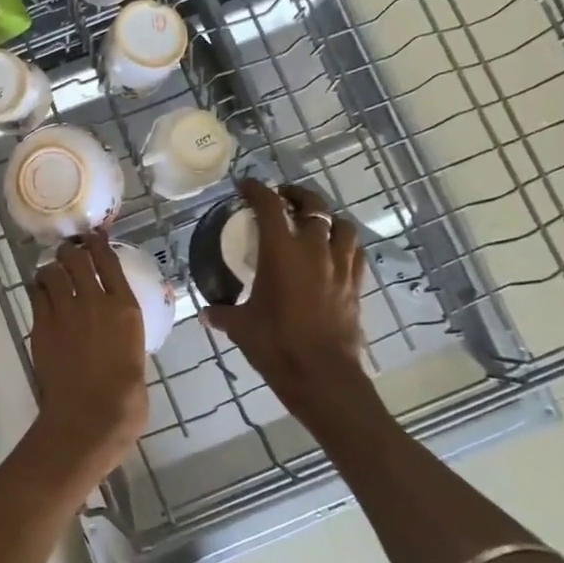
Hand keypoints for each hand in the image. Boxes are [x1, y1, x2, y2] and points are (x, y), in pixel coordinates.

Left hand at [26, 232, 148, 484]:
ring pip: (53, 272)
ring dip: (52, 269)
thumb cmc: (125, 397)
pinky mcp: (41, 326)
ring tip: (52, 273)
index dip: (97, 244)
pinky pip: (37, 295)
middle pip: (76, 259)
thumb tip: (114, 325)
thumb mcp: (135, 353)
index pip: (108, 260)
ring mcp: (65, 312)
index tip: (92, 237)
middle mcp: (94, 300)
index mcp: (124, 307)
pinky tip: (41, 294)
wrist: (90, 417)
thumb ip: (123, 330)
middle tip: (68, 253)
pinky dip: (39, 290)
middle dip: (70, 251)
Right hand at [204, 180, 369, 401]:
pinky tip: (334, 252)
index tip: (245, 186)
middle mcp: (315, 249)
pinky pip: (355, 252)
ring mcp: (341, 266)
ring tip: (313, 223)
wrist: (323, 376)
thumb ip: (223, 313)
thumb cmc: (277, 346)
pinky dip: (344, 243)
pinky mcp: (356, 285)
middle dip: (296, 195)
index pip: (269, 206)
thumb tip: (207, 312)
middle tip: (282, 198)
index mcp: (282, 252)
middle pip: (313, 205)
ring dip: (326, 218)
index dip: (256, 190)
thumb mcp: (241, 327)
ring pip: (341, 225)